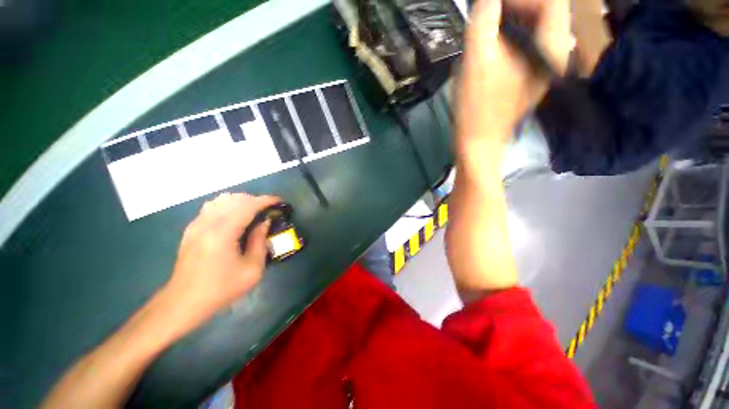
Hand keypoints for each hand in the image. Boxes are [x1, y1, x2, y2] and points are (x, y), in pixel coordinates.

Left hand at [163, 193, 279, 326]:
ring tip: (253, 212)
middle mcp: (208, 223)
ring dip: (241, 202)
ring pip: (221, 200)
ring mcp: (196, 225)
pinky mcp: (191, 229)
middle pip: (234, 199)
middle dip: (255, 200)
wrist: (184, 302)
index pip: (248, 206)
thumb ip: (260, 242)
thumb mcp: (252, 269)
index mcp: (223, 232)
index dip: (266, 200)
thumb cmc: (221, 288)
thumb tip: (264, 222)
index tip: (279, 201)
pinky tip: (234, 218)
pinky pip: (212, 208)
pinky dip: (227, 206)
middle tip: (268, 210)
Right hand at [458, 0, 572, 144]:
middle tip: (489, 14)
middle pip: (545, 12)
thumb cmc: (477, 104)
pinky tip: (492, 46)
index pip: (551, 0)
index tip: (493, 6)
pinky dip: (510, 37)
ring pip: (534, 28)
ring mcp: (542, 65)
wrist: (477, 140)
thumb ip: (485, 18)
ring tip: (488, 28)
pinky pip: (525, 45)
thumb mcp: (478, 57)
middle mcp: (554, 52)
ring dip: (511, 21)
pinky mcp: (528, 76)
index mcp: (550, 45)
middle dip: (516, 8)